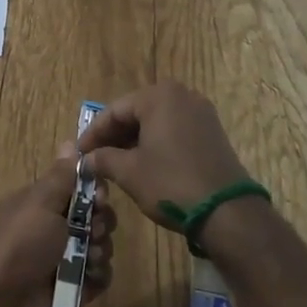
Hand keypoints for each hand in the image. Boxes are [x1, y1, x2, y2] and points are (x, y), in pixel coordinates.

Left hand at [0, 146, 116, 306]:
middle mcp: (59, 230)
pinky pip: (102, 275)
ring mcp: (69, 260)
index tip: (98, 197)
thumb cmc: (19, 242)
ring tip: (86, 257)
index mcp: (46, 205)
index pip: (82, 189)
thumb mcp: (39, 201)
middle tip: (91, 229)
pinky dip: (99, 273)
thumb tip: (71, 142)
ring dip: (100, 248)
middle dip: (101, 221)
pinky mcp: (79, 289)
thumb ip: (61, 176)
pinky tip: (88, 276)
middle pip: (97, 217)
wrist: (2, 300)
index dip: (95, 191)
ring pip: (103, 245)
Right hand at [78, 82, 251, 227]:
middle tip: (95, 158)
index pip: (115, 110)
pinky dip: (156, 143)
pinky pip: (174, 130)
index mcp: (159, 96)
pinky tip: (143, 163)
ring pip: (156, 121)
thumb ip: (103, 159)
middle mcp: (181, 95)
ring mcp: (200, 112)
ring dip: (134, 140)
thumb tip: (87, 159)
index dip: (93, 133)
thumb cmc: (171, 183)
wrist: (227, 211)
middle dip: (114, 136)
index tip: (79, 153)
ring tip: (115, 162)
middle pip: (136, 112)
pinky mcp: (212, 131)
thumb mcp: (130, 172)